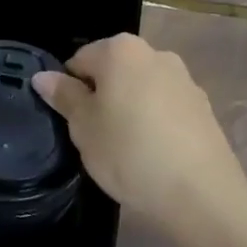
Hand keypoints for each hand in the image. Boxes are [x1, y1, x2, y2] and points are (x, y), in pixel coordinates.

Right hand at [33, 34, 239, 233]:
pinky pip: (166, 108)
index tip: (74, 123)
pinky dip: (155, 123)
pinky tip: (155, 155)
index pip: (79, 60)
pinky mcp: (203, 107)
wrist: (202, 195)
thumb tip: (43, 77)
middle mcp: (154, 53)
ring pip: (140, 89)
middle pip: (113, 71)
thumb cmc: (130, 153)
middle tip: (96, 137)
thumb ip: (64, 96)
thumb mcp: (84, 127)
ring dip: (129, 109)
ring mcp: (184, 79)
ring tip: (127, 150)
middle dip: (102, 97)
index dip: (71, 91)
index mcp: (120, 50)